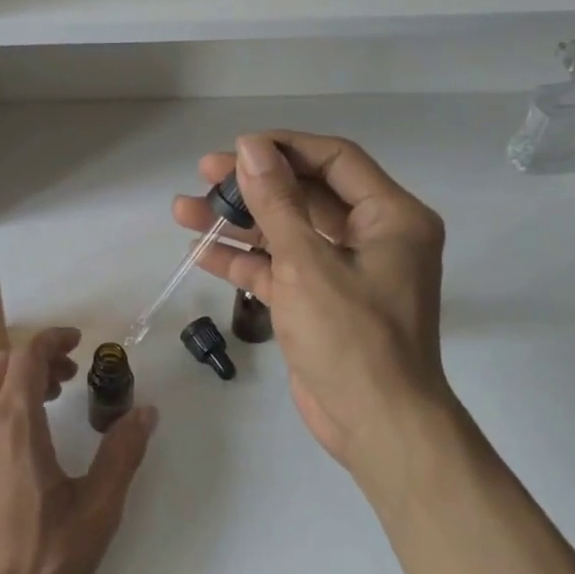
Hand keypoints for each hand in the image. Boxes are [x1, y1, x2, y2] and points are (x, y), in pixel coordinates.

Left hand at [0, 328, 157, 573]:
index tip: (78, 341)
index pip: (27, 355)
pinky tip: (11, 439)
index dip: (53, 339)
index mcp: (13, 423)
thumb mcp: (96, 510)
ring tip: (41, 404)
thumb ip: (122, 454)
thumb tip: (144, 411)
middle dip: (36, 359)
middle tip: (68, 379)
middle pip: (1, 363)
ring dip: (10, 378)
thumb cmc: (39, 559)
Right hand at [172, 134, 451, 480]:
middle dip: (252, 185)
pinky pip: (280, 268)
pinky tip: (200, 252)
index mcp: (390, 217)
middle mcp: (372, 237)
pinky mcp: (319, 301)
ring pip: (286, 232)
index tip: (236, 148)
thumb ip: (276, 202)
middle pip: (305, 194)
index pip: (334, 160)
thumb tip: (251, 148)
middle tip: (203, 174)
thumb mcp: (307, 263)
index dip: (284, 148)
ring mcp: (344, 271)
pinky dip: (244, 261)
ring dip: (238, 223)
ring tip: (184, 210)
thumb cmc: (352, 337)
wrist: (376, 425)